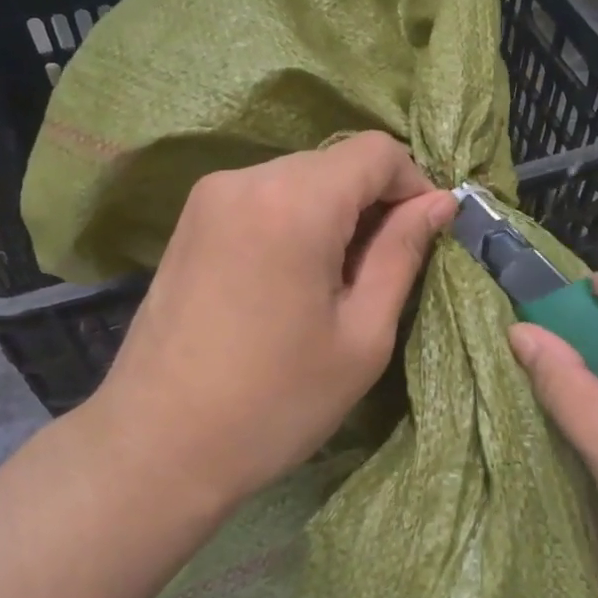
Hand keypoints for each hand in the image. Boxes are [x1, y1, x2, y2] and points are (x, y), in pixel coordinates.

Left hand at [89, 132, 454, 507]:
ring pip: (299, 177)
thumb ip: (402, 254)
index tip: (423, 236)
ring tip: (336, 281)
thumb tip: (439, 202)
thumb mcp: (361, 335)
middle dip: (372, 201)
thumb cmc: (275, 402)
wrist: (158, 446)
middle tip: (382, 269)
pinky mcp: (190, 220)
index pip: (376, 151)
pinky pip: (263, 197)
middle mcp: (246, 179)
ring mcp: (209, 196)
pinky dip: (295, 219)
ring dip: (333, 213)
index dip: (412, 185)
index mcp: (294, 202)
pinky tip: (293, 276)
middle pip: (336, 162)